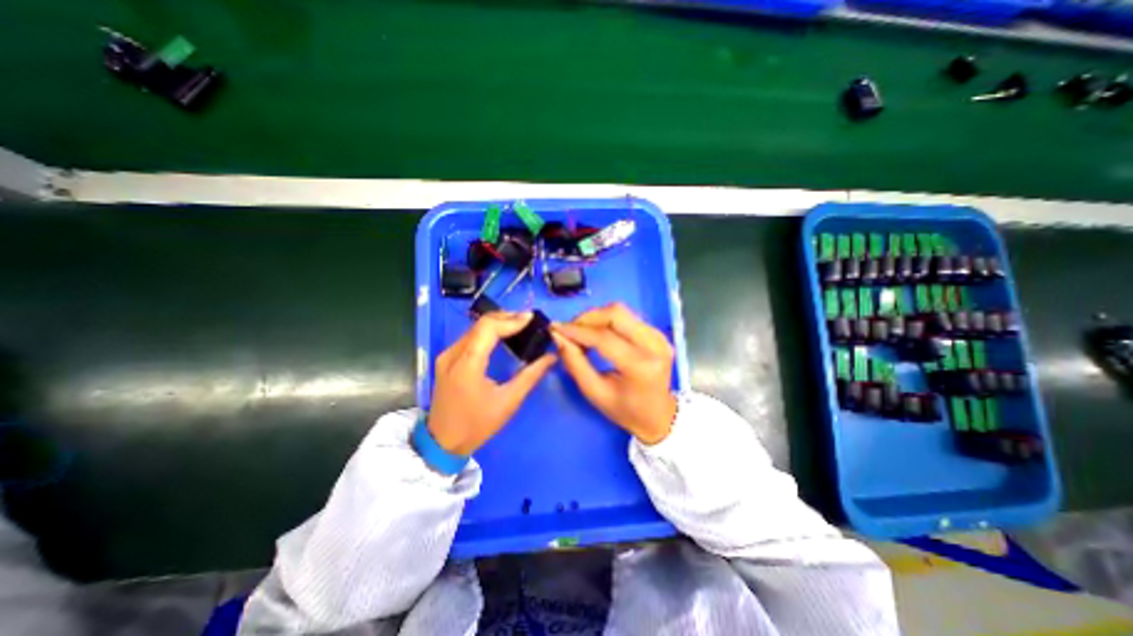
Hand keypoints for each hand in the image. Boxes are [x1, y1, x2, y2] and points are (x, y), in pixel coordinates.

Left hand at [429, 312, 555, 455]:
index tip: (531, 318)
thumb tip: (551, 357)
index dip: (511, 320)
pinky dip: (487, 332)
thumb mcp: (508, 402)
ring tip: (519, 325)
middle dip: (506, 317)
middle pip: (480, 324)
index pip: (488, 328)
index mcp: (467, 364)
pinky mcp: (446, 359)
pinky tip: (501, 336)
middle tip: (528, 320)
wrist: (442, 443)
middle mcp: (453, 354)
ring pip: (474, 328)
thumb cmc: (477, 425)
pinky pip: (469, 337)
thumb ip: (531, 376)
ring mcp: (446, 355)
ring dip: (497, 323)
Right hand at [554, 303, 674, 445]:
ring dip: (597, 318)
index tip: (556, 328)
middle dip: (587, 318)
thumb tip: (558, 336)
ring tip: (582, 333)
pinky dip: (608, 321)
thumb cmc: (625, 410)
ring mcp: (659, 337)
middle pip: (616, 314)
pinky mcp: (659, 333)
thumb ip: (575, 363)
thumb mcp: (595, 392)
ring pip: (622, 311)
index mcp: (640, 367)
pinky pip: (628, 317)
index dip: (577, 331)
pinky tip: (598, 334)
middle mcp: (654, 346)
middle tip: (570, 330)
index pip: (604, 337)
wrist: (659, 416)